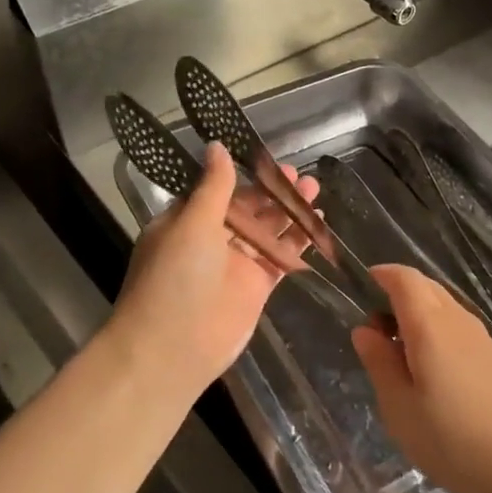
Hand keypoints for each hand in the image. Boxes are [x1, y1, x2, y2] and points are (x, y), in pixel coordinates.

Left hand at [104, 143, 319, 399]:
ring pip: (268, 230)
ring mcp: (236, 263)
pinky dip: (298, 240)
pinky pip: (280, 256)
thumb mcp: (192, 223)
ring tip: (314, 188)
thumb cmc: (176, 277)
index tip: (268, 159)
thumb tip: (216, 145)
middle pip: (248, 208)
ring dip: (289, 210)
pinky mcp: (257, 285)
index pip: (218, 189)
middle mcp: (211, 239)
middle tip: (299, 174)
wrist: (174, 347)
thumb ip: (213, 186)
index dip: (244, 175)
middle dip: (272, 191)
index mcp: (186, 220)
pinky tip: (318, 222)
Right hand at [352, 264, 491, 492]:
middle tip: (375, 328)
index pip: (405, 279)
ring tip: (399, 353)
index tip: (363, 284)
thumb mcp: (400, 408)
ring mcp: (482, 338)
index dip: (383, 274)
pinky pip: (458, 326)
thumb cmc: (452, 440)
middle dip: (398, 293)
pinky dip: (437, 330)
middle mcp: (458, 321)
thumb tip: (364, 330)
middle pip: (426, 287)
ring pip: (444, 306)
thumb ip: (379, 363)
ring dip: (418, 314)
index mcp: (430, 326)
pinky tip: (431, 369)